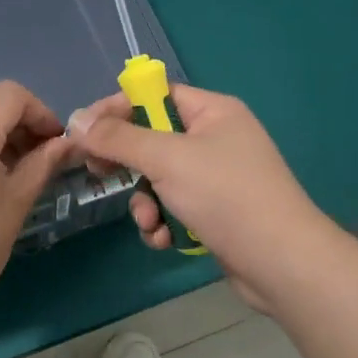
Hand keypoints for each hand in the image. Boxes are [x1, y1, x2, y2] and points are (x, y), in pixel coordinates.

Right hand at [68, 85, 337, 310]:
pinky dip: (164, 223)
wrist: (281, 262)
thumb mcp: (166, 159)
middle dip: (129, 166)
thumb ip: (118, 139)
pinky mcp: (215, 212)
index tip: (84, 132)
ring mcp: (217, 178)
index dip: (117, 109)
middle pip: (152, 140)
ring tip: (150, 222)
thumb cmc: (226, 196)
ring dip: (145, 203)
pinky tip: (165, 240)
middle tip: (102, 175)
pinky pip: (174, 207)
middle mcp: (215, 139)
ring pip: (158, 180)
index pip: (154, 95)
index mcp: (213, 112)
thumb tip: (76, 119)